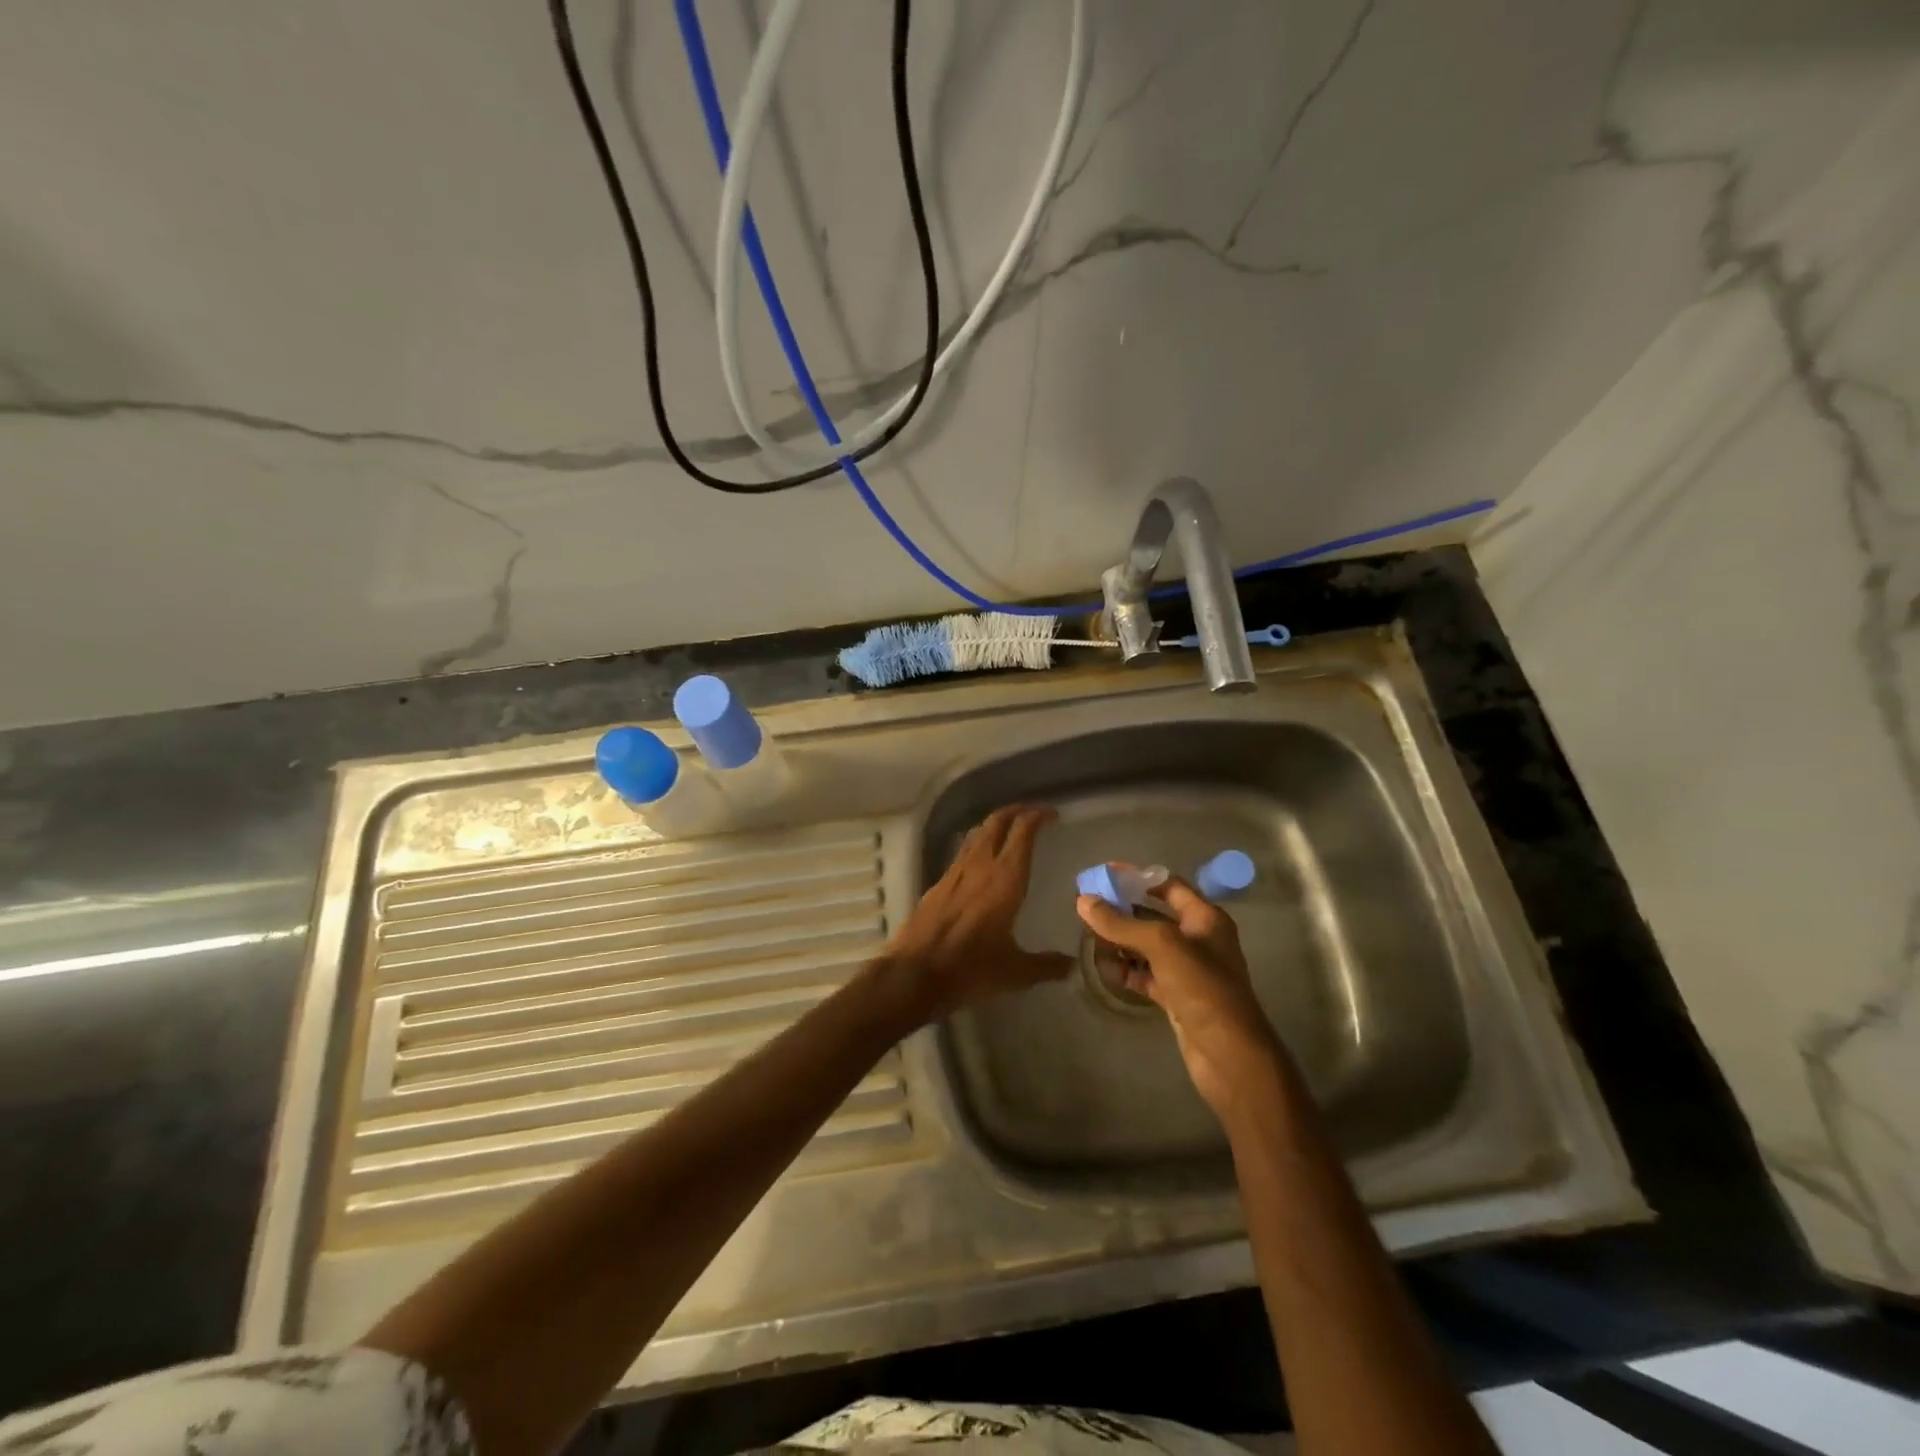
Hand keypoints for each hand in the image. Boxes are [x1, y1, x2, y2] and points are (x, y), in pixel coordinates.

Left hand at [885, 804, 1072, 1019]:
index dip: (1038, 816)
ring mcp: (954, 873)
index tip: (1052, 815)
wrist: (914, 974)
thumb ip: (1046, 965)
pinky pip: (962, 854)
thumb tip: (1071, 965)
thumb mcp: (1016, 972)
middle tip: (1032, 814)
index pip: (1022, 832)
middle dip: (1015, 811)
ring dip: (994, 826)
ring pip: (976, 834)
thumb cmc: (971, 968)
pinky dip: (976, 847)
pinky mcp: (937, 885)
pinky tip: (980, 863)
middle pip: (996, 822)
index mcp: (1005, 878)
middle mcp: (980, 866)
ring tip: (1008, 832)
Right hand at [1076, 872, 1286, 1119]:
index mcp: (1205, 918)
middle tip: (1087, 906)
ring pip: (1146, 946)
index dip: (1136, 877)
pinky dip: (1126, 970)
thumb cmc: (1203, 988)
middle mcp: (1198, 939)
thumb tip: (1083, 901)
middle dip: (1122, 910)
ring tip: (1089, 936)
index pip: (1167, 885)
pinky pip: (1145, 974)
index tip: (1103, 874)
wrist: (1229, 1055)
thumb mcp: (1161, 946)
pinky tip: (1104, 968)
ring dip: (1120, 941)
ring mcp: (1187, 970)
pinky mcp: (1176, 996)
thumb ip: (1121, 923)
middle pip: (1153, 915)